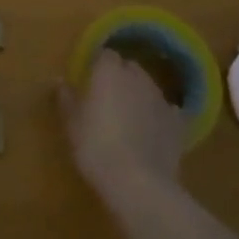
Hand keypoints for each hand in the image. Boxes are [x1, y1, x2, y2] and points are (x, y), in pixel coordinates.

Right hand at [60, 49, 184, 206]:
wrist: (138, 183)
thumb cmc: (96, 148)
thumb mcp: (72, 125)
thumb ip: (66, 99)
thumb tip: (60, 82)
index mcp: (109, 72)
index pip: (105, 55)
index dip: (98, 66)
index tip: (90, 81)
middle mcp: (138, 77)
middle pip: (129, 67)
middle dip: (120, 77)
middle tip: (107, 99)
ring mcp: (161, 98)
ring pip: (149, 87)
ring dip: (139, 95)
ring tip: (129, 118)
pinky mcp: (178, 122)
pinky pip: (167, 111)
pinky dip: (159, 116)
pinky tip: (153, 132)